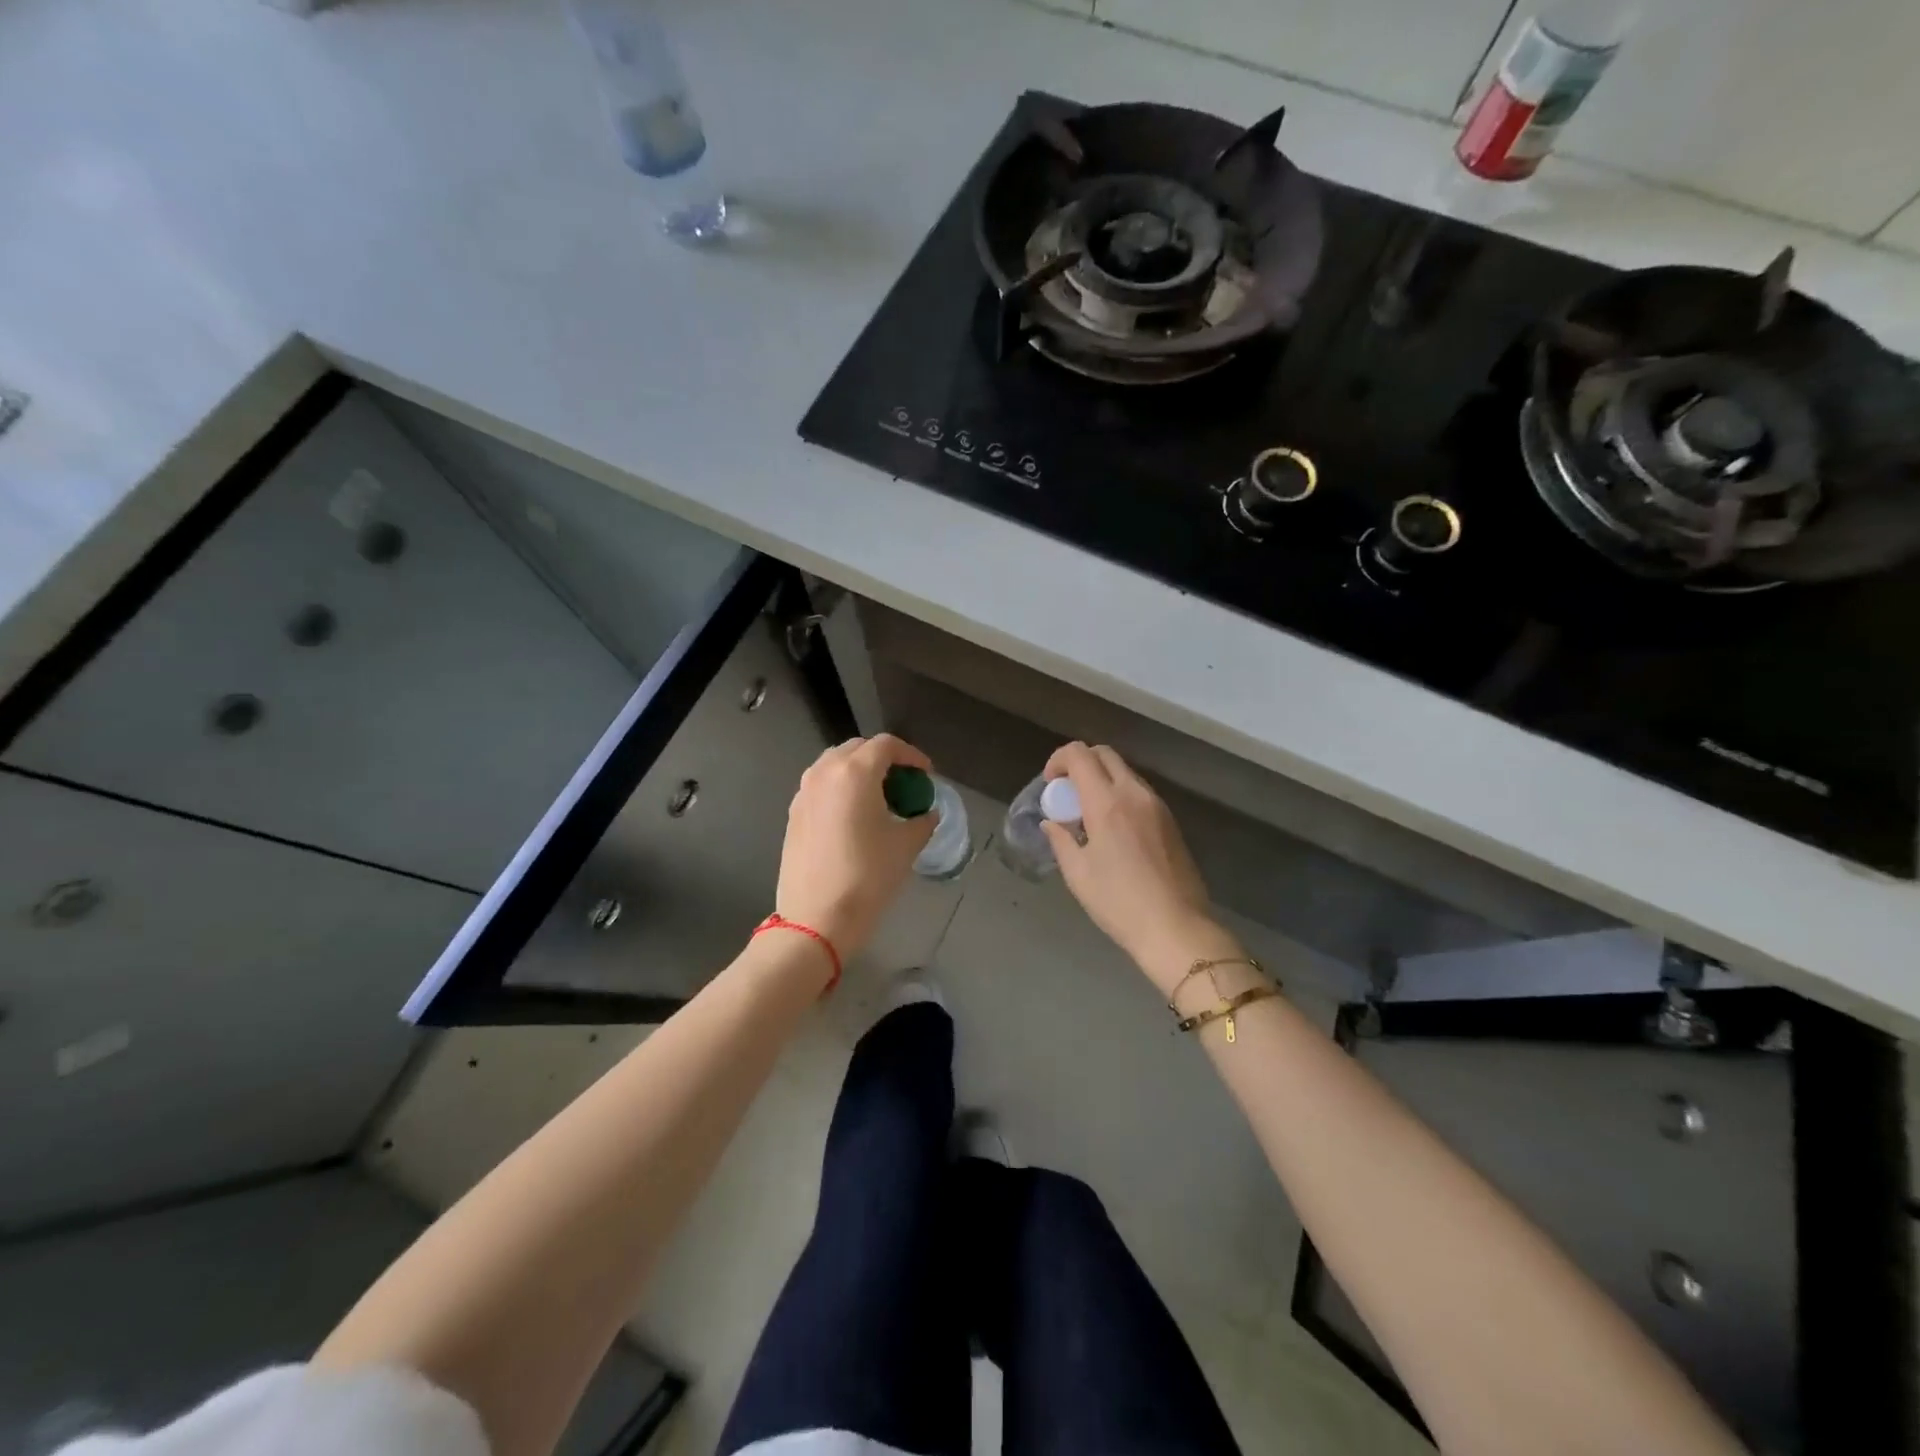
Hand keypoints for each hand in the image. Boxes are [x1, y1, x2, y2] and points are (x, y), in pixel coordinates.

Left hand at [775, 734, 936, 959]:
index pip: (887, 745)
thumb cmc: (867, 877)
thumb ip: (922, 821)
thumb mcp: (905, 846)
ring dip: (860, 772)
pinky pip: (821, 786)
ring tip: (880, 797)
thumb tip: (926, 813)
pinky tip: (855, 816)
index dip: (911, 755)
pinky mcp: (793, 814)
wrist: (816, 919)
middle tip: (904, 783)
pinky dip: (841, 789)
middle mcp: (824, 773)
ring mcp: (804, 792)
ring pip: (835, 765)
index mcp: (855, 772)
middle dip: (884, 759)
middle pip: (858, 749)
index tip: (926, 774)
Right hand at [1041, 742, 1230, 990]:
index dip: (1058, 759)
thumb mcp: (1078, 874)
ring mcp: (1157, 805)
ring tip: (1088, 814)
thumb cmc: (1119, 903)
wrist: (1177, 928)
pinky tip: (1112, 829)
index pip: (1080, 755)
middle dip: (1080, 762)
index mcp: (1107, 803)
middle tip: (1066, 792)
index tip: (1049, 783)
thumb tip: (1052, 823)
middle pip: (1105, 754)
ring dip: (1101, 779)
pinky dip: (1119, 795)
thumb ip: (1061, 840)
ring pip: (1125, 772)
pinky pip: (1139, 792)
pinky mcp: (1170, 821)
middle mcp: (1134, 793)